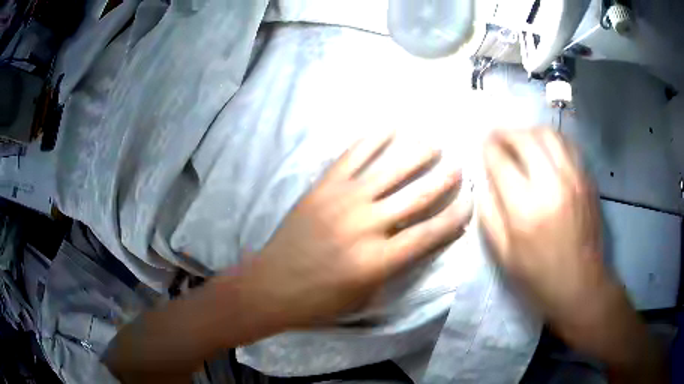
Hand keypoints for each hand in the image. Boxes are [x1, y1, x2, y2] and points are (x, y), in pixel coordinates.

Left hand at [241, 131, 471, 328]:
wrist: (272, 285)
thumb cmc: (321, 300)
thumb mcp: (366, 295)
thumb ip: (396, 266)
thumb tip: (421, 238)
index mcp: (378, 260)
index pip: (429, 233)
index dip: (455, 216)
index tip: (471, 200)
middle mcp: (366, 225)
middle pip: (415, 197)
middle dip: (443, 180)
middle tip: (459, 165)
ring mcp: (342, 201)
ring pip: (389, 171)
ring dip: (415, 154)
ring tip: (434, 142)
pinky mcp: (323, 188)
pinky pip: (352, 157)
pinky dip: (372, 140)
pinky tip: (389, 126)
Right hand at [478, 129, 611, 335]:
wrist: (581, 285)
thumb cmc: (538, 276)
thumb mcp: (503, 254)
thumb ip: (488, 214)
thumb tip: (483, 182)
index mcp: (525, 208)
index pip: (500, 160)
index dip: (487, 148)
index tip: (482, 146)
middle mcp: (551, 184)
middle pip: (525, 138)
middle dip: (506, 133)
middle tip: (497, 137)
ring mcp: (573, 178)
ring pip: (549, 134)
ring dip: (529, 131)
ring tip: (521, 140)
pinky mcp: (587, 179)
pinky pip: (568, 145)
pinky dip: (552, 140)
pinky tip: (545, 149)